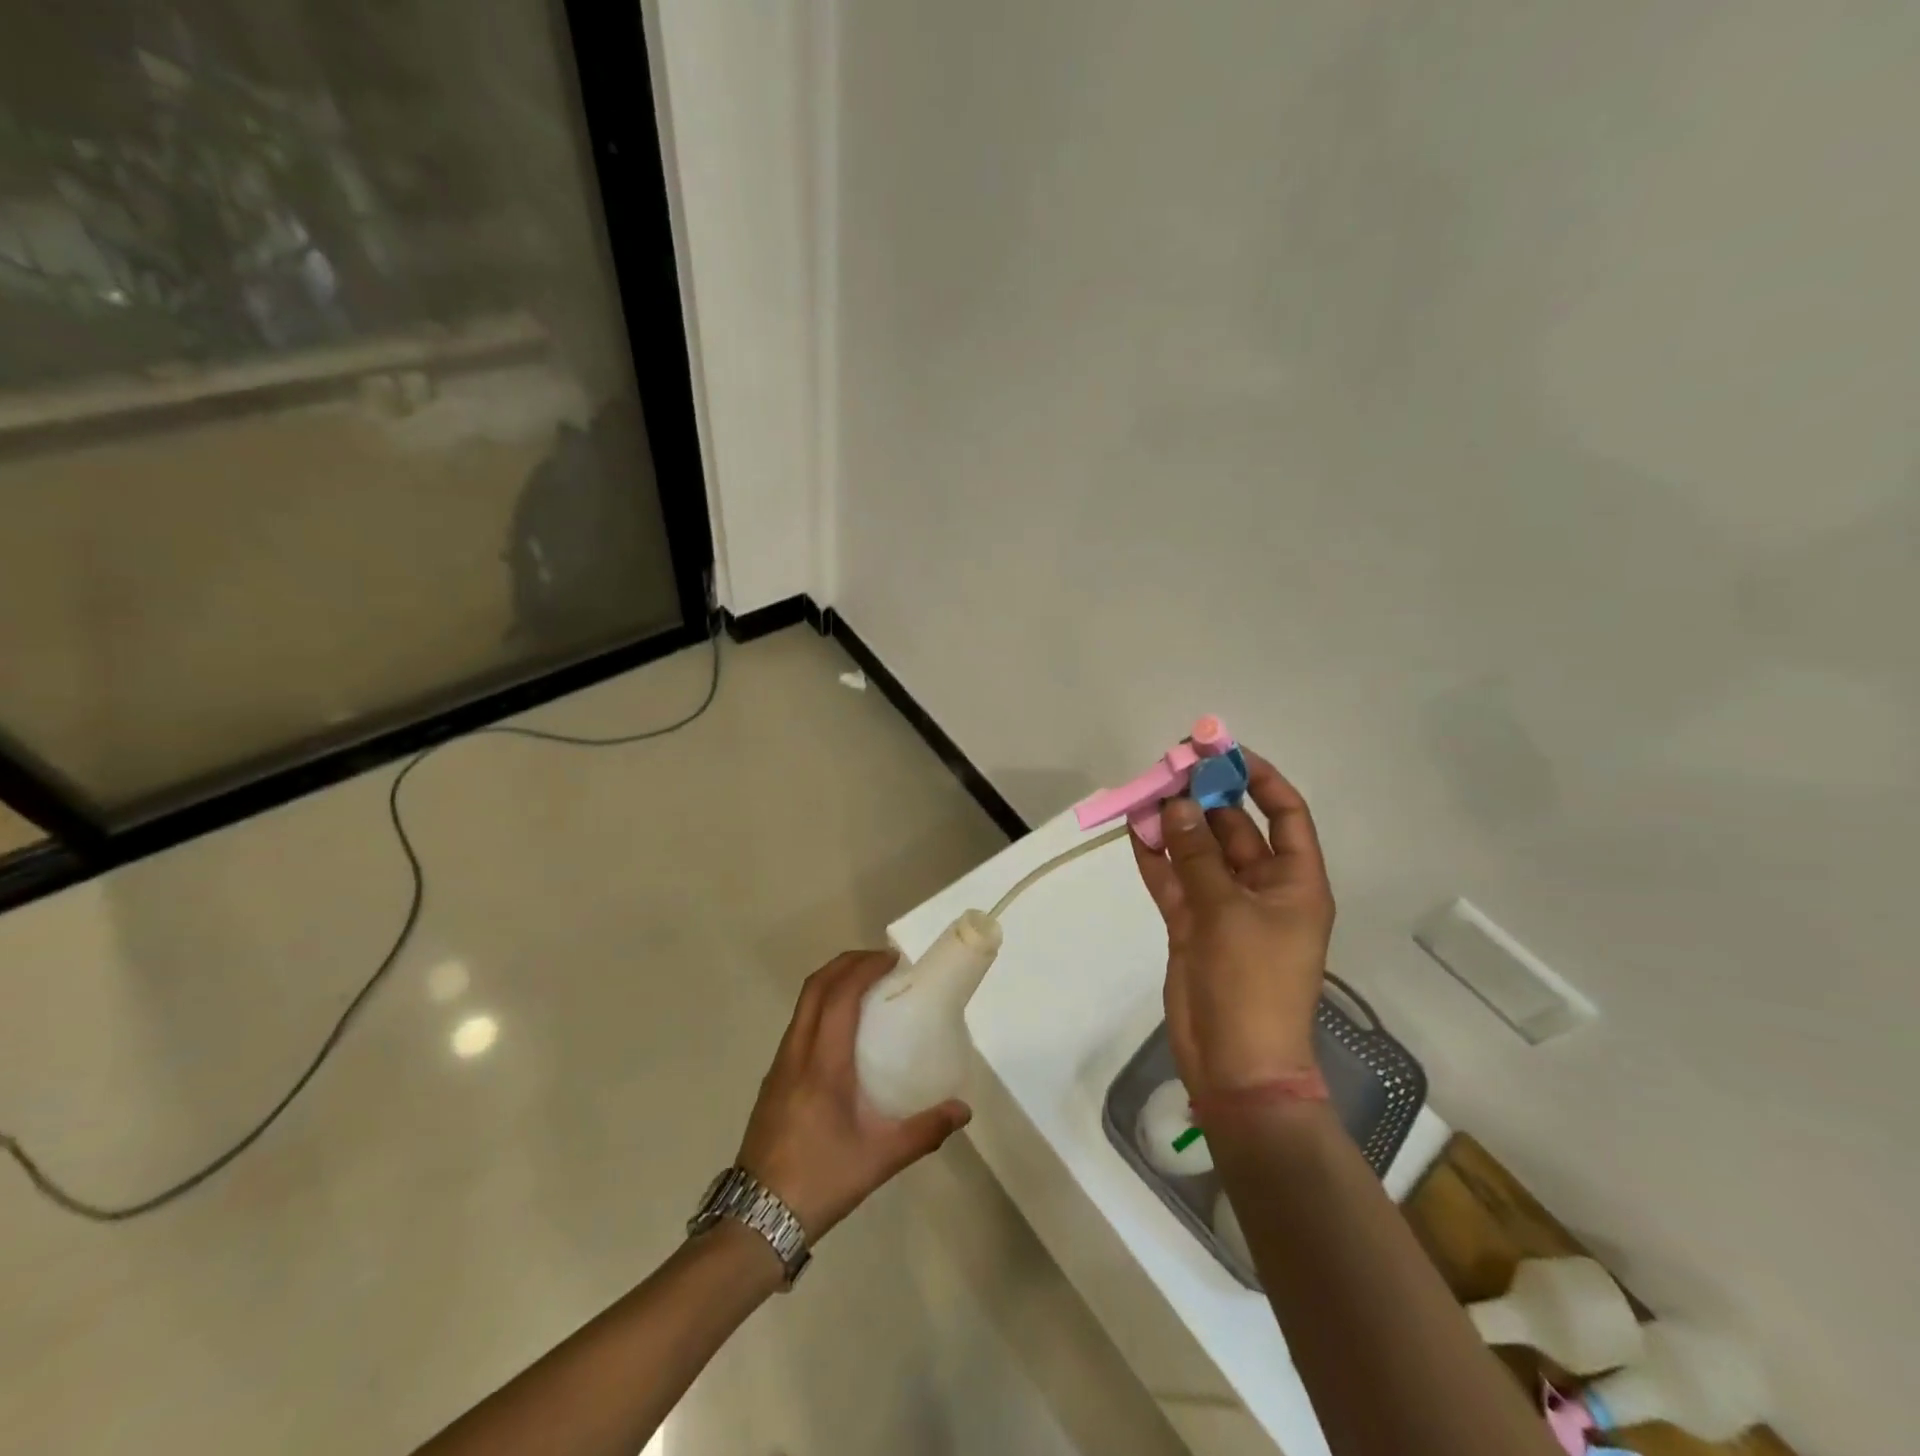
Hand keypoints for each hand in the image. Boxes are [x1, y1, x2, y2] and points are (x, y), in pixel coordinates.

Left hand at [735, 951, 969, 1241]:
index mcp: (822, 1065)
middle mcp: (796, 1054)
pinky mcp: (773, 1081)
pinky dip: (821, 1007)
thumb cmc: (819, 1182)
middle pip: (815, 988)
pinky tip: (842, 1031)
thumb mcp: (879, 1160)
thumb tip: (963, 1110)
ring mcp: (779, 1066)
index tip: (892, 959)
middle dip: (847, 964)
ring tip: (865, 988)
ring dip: (831, 983)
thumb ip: (924, 1131)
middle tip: (881, 962)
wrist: (754, 1222)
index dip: (863, 968)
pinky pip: (798, 1025)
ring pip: (803, 1005)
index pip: (839, 996)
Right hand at [1131, 749, 1334, 1097]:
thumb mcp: (1228, 913)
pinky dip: (1155, 858)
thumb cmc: (1252, 984)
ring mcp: (1224, 907)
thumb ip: (1198, 856)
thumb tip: (1175, 805)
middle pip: (1234, 829)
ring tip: (1145, 791)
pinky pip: (1174, 880)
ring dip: (1174, 825)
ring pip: (1197, 852)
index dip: (1259, 779)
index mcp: (1294, 882)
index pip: (1285, 815)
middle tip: (1169, 767)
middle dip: (1204, 798)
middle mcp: (1261, 887)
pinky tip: (1134, 830)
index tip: (1223, 752)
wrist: (1236, 1063)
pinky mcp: (1192, 925)